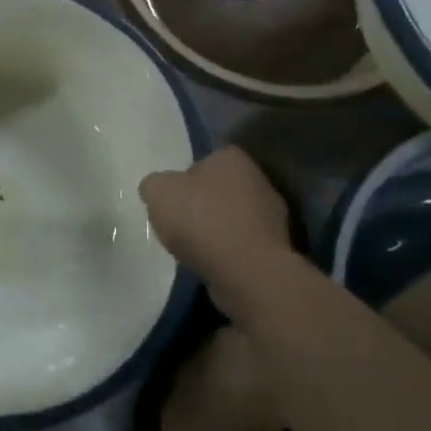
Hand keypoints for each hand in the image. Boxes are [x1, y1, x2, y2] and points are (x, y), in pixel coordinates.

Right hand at [140, 147, 291, 286]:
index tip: (171, 198)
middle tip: (178, 222)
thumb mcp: (158, 192)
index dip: (184, 177)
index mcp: (231, 158)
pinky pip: (243, 244)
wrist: (246, 271)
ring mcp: (272, 215)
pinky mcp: (276, 248)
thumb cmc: (201, 220)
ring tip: (193, 248)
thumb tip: (159, 188)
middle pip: (220, 189)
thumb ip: (154, 184)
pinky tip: (211, 263)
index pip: (205, 159)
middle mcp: (258, 179)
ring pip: (233, 217)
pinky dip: (228, 252)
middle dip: (201, 203)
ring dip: (216, 230)